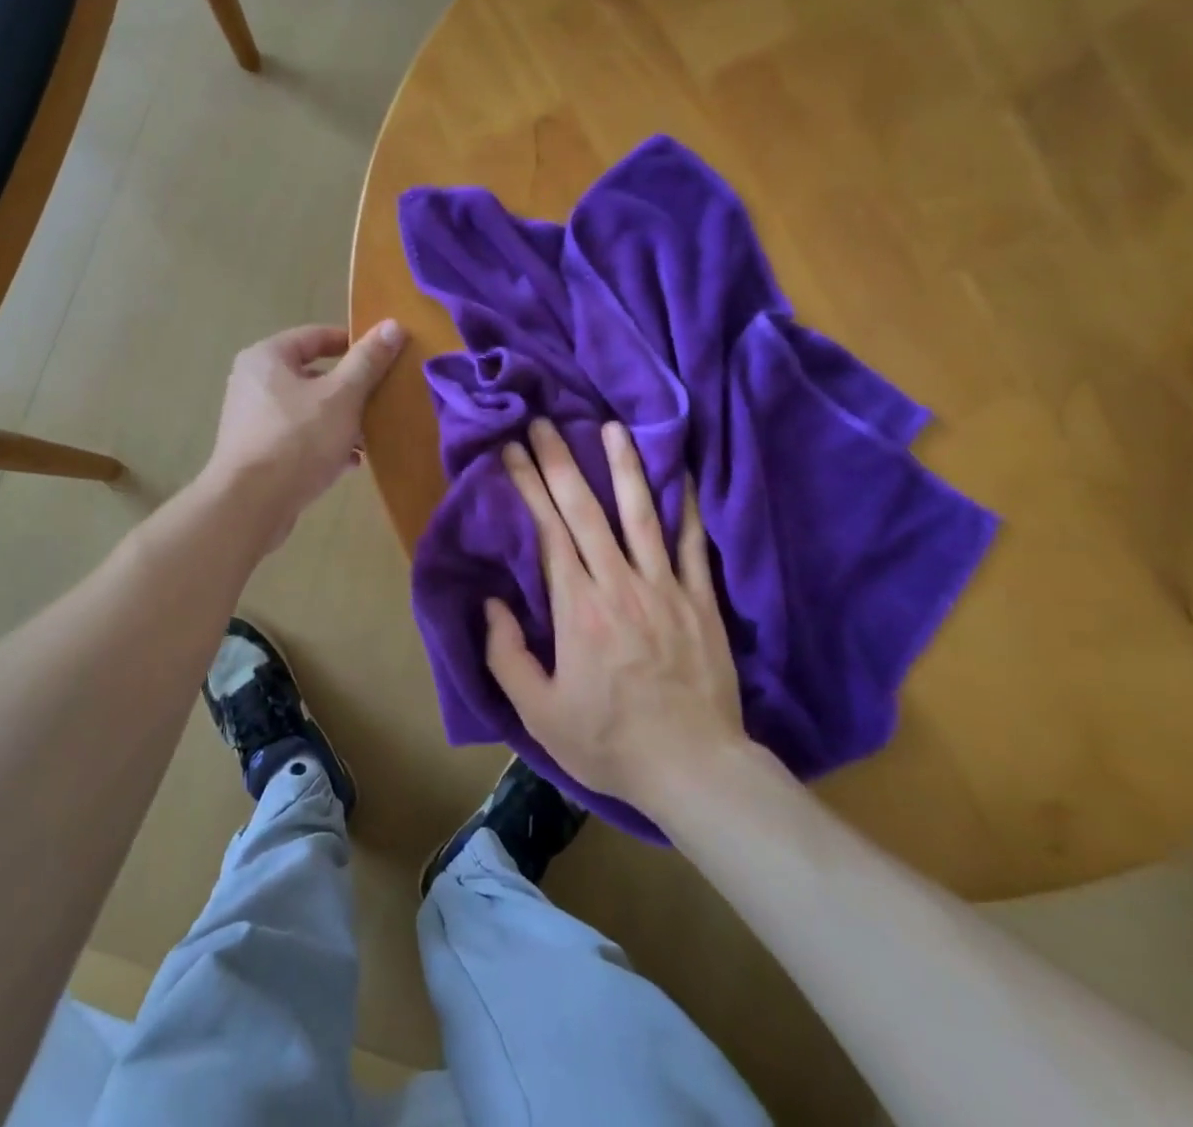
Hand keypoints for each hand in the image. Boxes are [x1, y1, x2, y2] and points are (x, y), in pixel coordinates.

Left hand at [204, 321, 404, 550]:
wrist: (251, 505)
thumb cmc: (297, 439)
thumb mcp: (342, 396)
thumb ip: (368, 361)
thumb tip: (393, 325)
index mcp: (267, 357)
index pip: (316, 336)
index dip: (353, 343)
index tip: (384, 357)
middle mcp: (254, 382)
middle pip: (313, 375)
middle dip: (351, 389)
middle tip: (381, 399)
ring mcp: (253, 420)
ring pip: (309, 410)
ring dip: (341, 420)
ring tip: (371, 436)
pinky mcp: (257, 453)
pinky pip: (299, 438)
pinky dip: (325, 444)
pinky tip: (350, 462)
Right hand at [487, 418, 749, 811]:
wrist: (693, 768)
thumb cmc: (608, 742)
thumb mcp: (539, 713)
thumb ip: (507, 655)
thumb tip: (491, 603)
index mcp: (577, 609)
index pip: (547, 532)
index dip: (528, 487)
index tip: (511, 451)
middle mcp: (618, 584)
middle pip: (585, 511)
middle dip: (560, 462)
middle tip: (544, 423)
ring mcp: (664, 587)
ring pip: (640, 514)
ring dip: (624, 467)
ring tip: (611, 427)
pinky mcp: (700, 599)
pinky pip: (693, 544)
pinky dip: (687, 506)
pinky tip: (682, 473)